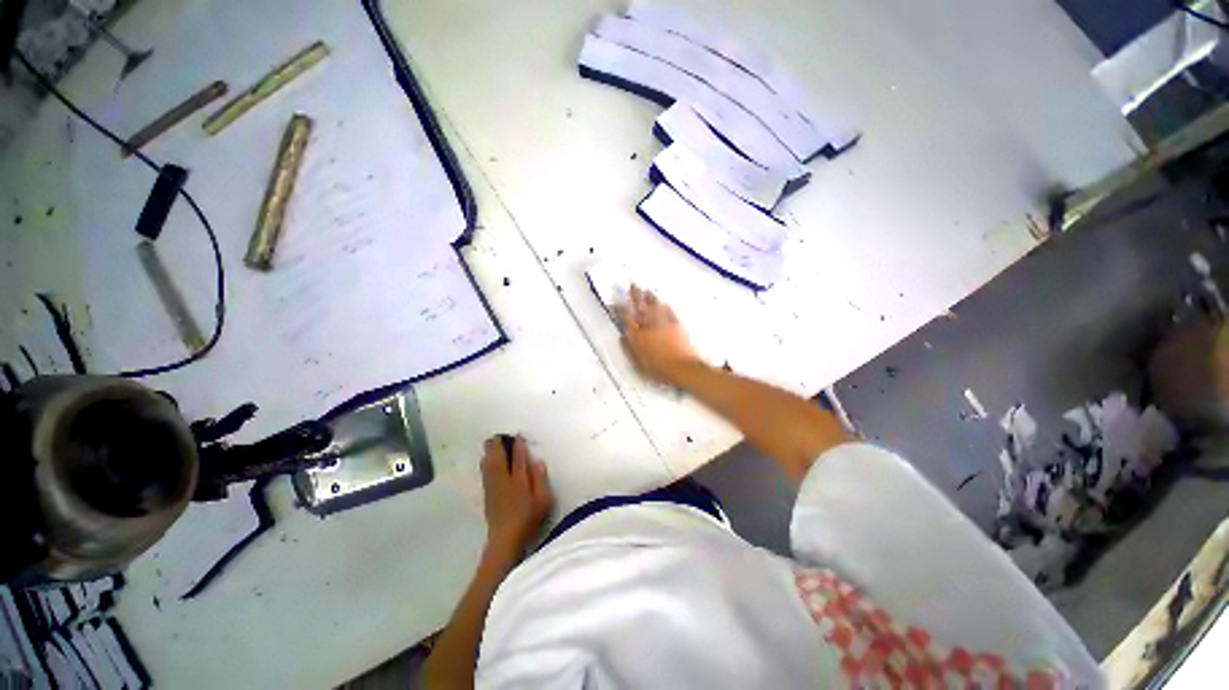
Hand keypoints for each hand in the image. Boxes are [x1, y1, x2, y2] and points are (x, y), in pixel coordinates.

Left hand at [481, 436, 552, 560]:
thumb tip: (537, 461)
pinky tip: (484, 460)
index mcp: (518, 479)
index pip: (518, 457)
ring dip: (489, 452)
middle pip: (498, 457)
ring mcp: (493, 487)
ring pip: (489, 463)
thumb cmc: (528, 519)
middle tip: (498, 435)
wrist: (505, 539)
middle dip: (498, 445)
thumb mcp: (543, 499)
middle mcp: (503, 479)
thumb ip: (540, 479)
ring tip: (489, 442)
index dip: (518, 445)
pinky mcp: (487, 494)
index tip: (518, 436)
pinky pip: (484, 472)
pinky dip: (485, 462)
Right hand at [614, 285, 700, 385]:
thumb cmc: (658, 368)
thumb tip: (622, 337)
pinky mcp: (676, 325)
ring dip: (650, 298)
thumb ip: (628, 349)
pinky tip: (664, 303)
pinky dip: (665, 306)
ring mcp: (664, 323)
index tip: (616, 302)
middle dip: (636, 296)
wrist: (682, 367)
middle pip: (641, 307)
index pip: (626, 318)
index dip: (620, 309)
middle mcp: (649, 326)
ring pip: (655, 307)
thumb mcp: (638, 363)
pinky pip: (669, 312)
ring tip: (647, 290)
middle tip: (633, 285)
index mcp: (638, 335)